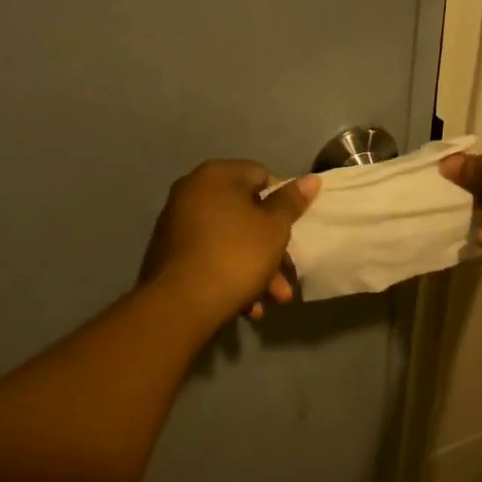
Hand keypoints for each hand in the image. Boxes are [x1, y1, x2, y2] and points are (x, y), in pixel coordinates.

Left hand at [140, 161, 319, 324]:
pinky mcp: (169, 253)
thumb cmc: (236, 255)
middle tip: (287, 277)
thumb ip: (291, 202)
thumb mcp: (274, 228)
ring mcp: (176, 223)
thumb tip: (311, 179)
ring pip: (229, 239)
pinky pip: (210, 256)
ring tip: (272, 300)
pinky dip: (230, 274)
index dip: (282, 203)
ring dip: (255, 267)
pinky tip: (248, 305)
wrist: (180, 305)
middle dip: (271, 247)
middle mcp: (191, 191)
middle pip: (245, 213)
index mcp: (216, 175)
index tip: (292, 230)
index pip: (261, 175)